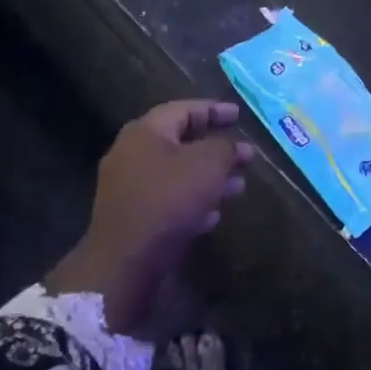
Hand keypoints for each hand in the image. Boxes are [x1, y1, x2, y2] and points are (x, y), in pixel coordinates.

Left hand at [50, 100, 252, 329]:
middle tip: (245, 156)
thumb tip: (233, 146)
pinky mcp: (130, 217)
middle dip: (216, 149)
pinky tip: (212, 215)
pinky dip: (192, 202)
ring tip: (238, 187)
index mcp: (146, 131)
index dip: (214, 110)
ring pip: (176, 174)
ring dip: (208, 178)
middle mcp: (131, 153)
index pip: (184, 109)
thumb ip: (224, 148)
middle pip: (180, 142)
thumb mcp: (208, 165)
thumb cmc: (168, 200)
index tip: (239, 115)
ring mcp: (127, 187)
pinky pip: (166, 200)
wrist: (125, 260)